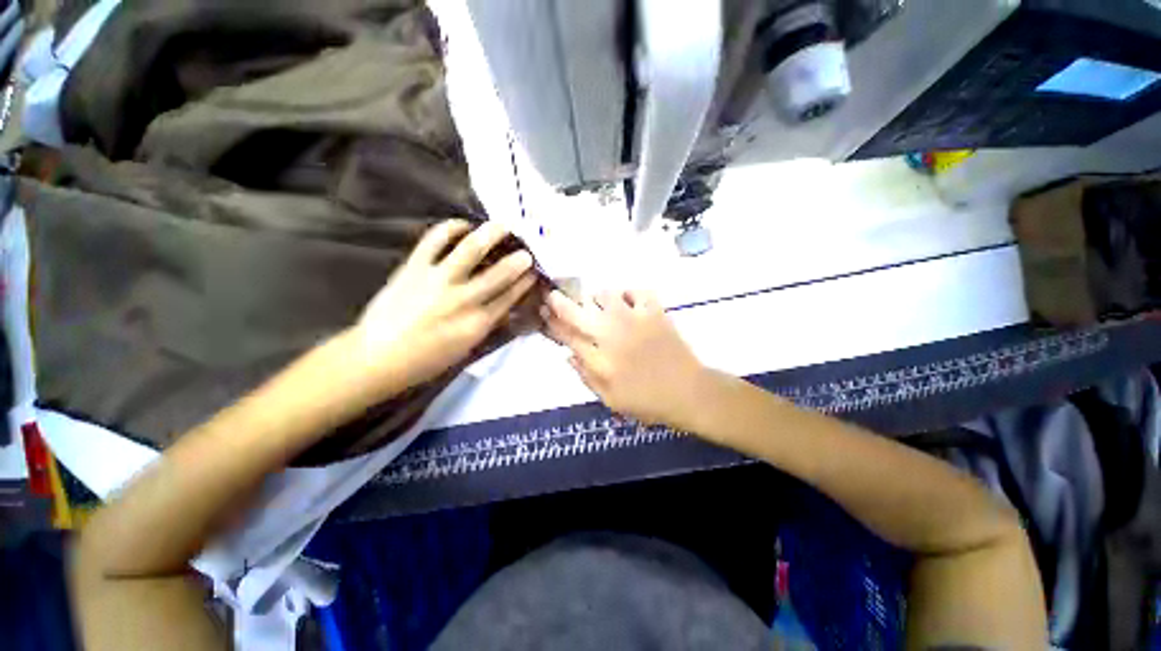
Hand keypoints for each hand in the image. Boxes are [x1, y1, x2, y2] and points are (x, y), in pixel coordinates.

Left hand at [354, 220, 536, 390]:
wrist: (377, 358)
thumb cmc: (426, 360)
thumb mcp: (466, 347)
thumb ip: (486, 323)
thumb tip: (505, 305)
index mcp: (478, 323)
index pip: (510, 297)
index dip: (525, 282)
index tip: (533, 272)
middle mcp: (463, 299)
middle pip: (499, 274)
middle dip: (518, 260)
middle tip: (526, 251)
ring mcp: (438, 280)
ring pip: (471, 250)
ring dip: (491, 235)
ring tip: (503, 225)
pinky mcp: (414, 268)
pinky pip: (434, 240)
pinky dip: (450, 228)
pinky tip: (462, 224)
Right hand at [542, 289, 706, 425]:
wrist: (688, 392)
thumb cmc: (647, 400)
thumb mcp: (610, 399)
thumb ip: (586, 377)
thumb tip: (568, 355)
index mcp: (599, 360)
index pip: (567, 336)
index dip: (552, 323)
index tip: (544, 312)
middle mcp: (611, 335)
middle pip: (577, 311)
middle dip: (560, 301)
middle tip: (555, 295)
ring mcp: (633, 320)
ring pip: (605, 294)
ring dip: (597, 298)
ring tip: (599, 305)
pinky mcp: (654, 312)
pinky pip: (637, 291)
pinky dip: (629, 293)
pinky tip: (628, 302)